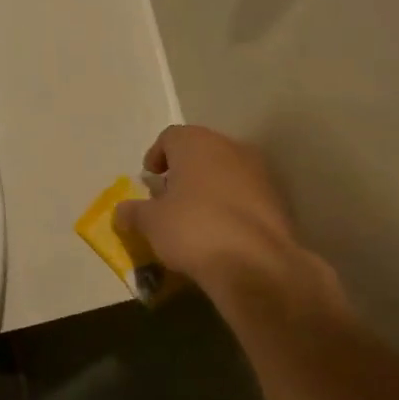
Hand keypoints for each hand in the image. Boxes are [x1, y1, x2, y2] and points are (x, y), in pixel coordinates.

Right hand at [114, 126, 306, 292]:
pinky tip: (220, 230)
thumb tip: (122, 211)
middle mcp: (230, 147)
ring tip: (194, 215)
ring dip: (209, 187)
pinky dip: (230, 205)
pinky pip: (245, 194)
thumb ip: (134, 212)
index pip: (170, 137)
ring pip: (225, 171)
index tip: (149, 177)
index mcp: (196, 144)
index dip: (156, 155)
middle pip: (200, 151)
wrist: (255, 263)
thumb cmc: (193, 230)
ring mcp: (258, 172)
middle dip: (183, 170)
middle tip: (169, 196)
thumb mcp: (151, 223)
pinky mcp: (276, 199)